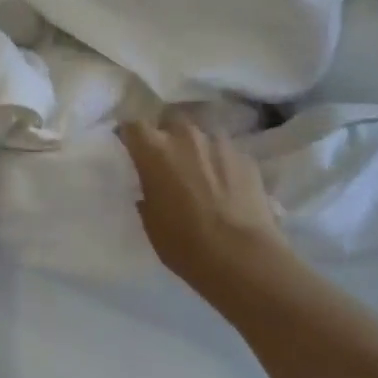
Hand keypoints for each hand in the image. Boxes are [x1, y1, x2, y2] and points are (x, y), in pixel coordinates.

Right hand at [117, 114, 286, 285]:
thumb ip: (148, 192)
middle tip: (167, 159)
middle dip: (166, 134)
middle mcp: (186, 137)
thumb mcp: (150, 221)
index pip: (133, 125)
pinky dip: (221, 163)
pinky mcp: (247, 158)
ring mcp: (220, 144)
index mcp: (155, 150)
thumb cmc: (184, 243)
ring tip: (199, 171)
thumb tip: (152, 187)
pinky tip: (225, 185)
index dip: (130, 136)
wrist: (242, 257)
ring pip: (202, 134)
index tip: (130, 148)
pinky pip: (226, 152)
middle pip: (170, 120)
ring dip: (196, 147)